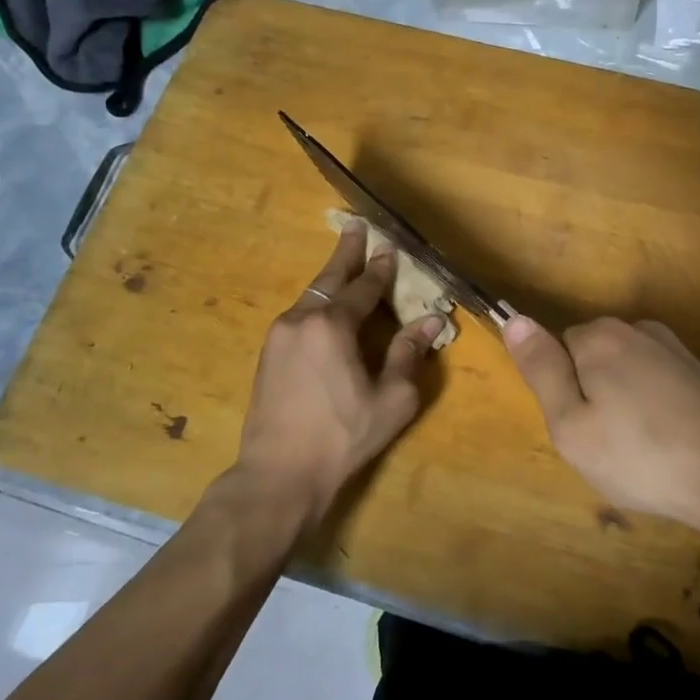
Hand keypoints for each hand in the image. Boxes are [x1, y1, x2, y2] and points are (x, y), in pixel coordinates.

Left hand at [236, 220, 443, 522]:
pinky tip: (326, 309)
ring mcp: (278, 336)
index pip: (363, 288)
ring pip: (310, 297)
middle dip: (345, 252)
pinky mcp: (267, 355)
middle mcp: (301, 320)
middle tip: (354, 226)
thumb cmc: (343, 436)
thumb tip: (432, 322)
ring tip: (345, 266)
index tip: (390, 247)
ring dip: (330, 279)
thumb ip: (409, 354)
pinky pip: (299, 316)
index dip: (380, 268)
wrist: (278, 474)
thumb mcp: (391, 398)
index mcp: (332, 326)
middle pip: (328, 278)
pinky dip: (318, 303)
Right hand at [502, 314, 699, 530]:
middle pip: (594, 358)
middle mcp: (638, 330)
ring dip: (628, 405)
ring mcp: (676, 350)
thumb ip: (541, 369)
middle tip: (609, 446)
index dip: (564, 391)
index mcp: (599, 337)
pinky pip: (660, 387)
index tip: (581, 428)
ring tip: (643, 452)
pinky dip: (658, 412)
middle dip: (595, 395)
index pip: (558, 348)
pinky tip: (672, 446)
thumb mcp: (571, 424)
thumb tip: (515, 319)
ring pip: (628, 374)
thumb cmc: (641, 456)